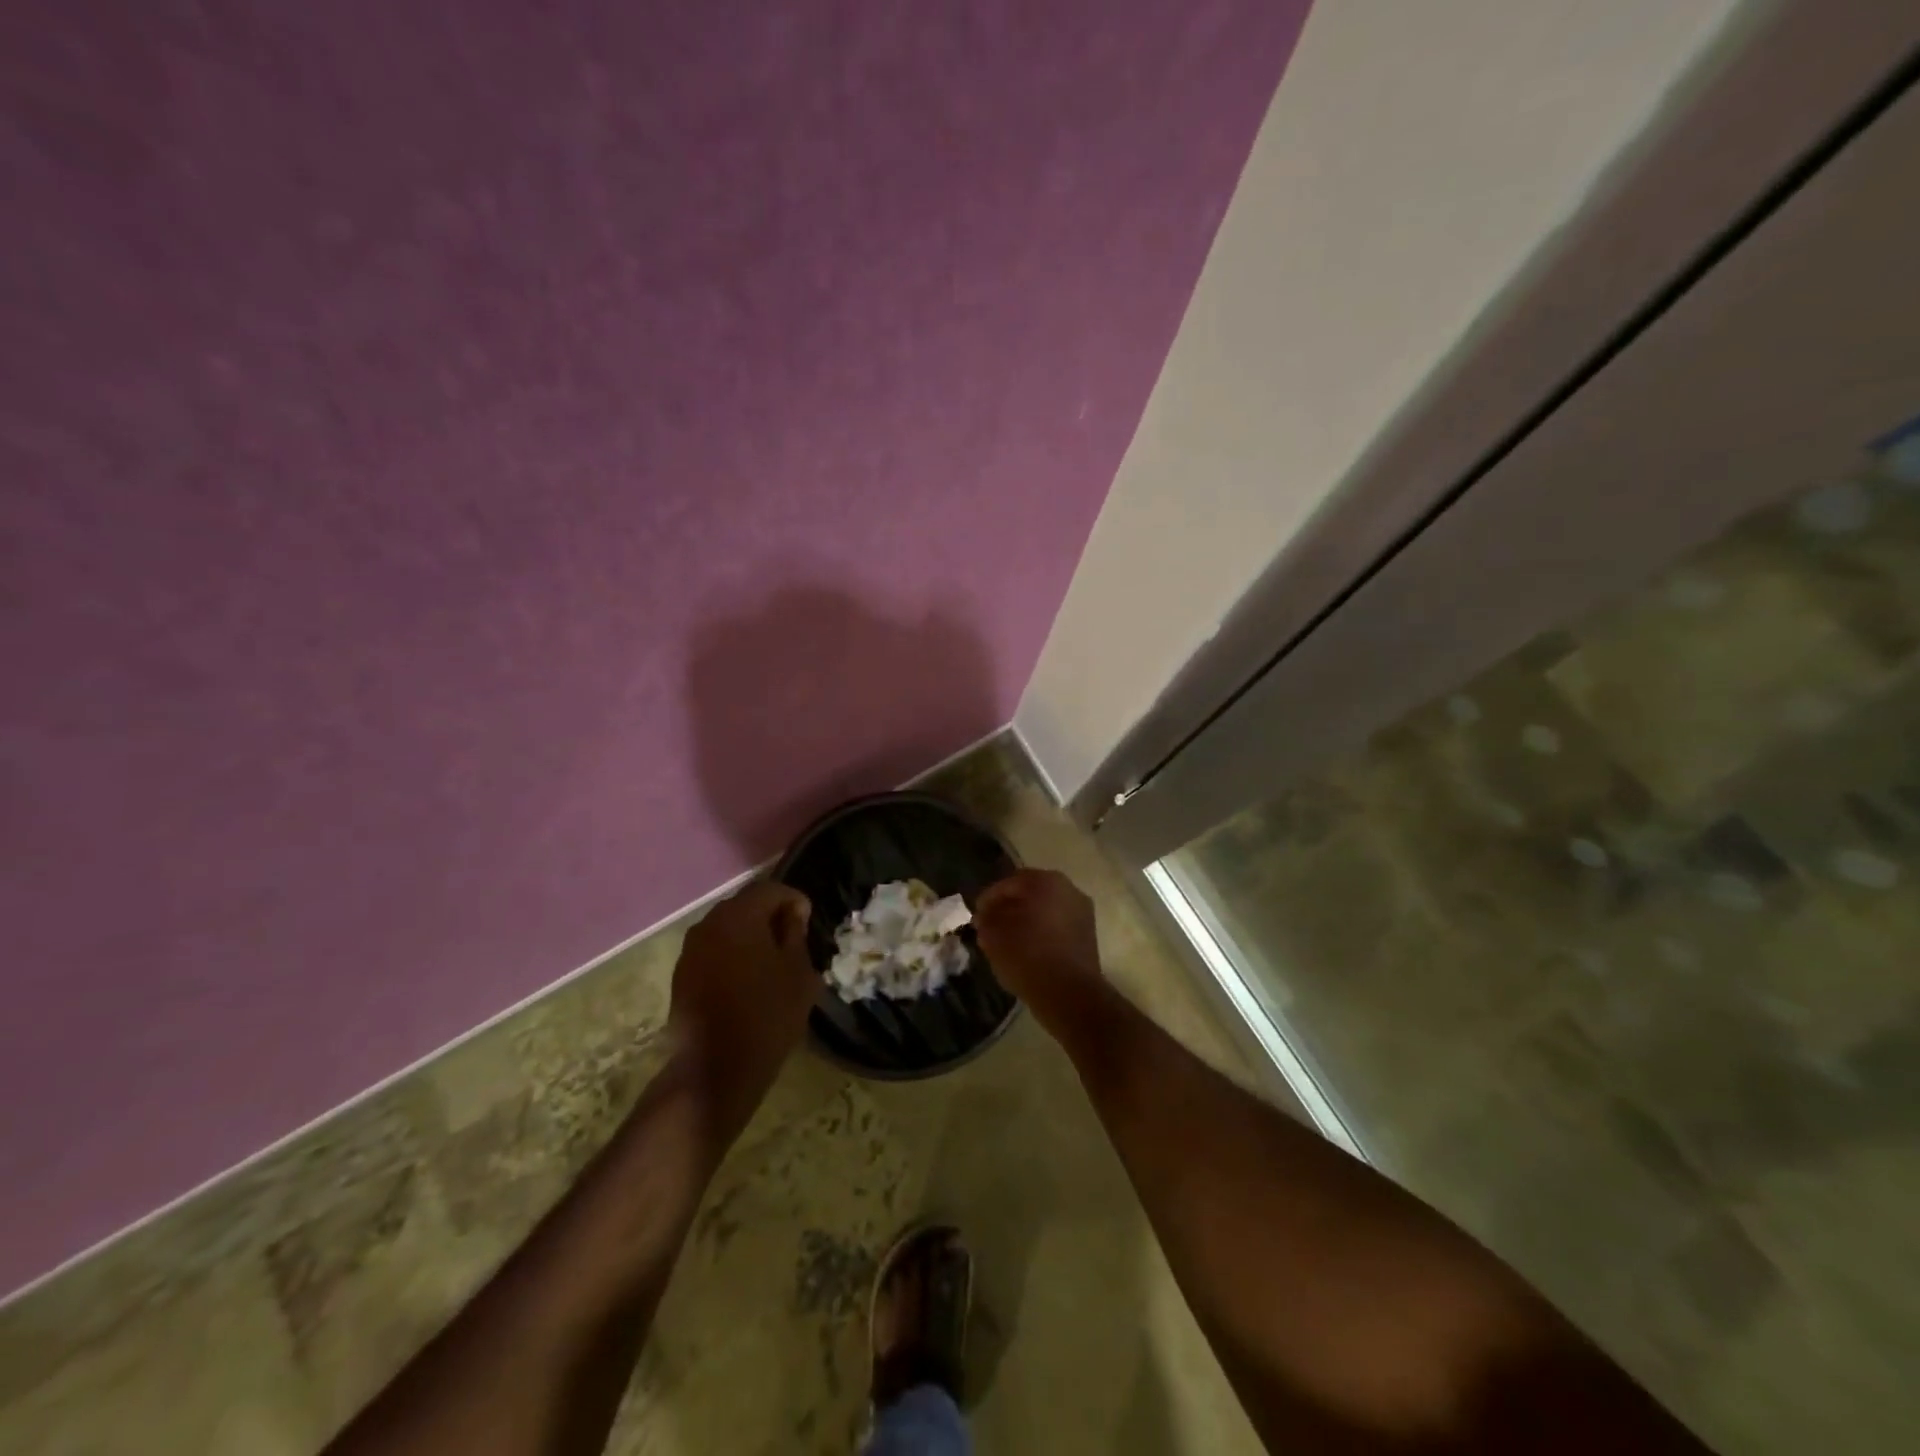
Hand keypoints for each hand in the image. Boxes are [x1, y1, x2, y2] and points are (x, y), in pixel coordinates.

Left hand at [669, 880, 816, 1096]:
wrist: (716, 1069)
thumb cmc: (768, 1015)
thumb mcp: (798, 972)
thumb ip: (795, 934)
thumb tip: (791, 914)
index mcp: (739, 916)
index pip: (770, 889)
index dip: (792, 900)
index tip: (807, 921)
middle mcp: (709, 924)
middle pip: (744, 905)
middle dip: (769, 915)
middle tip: (790, 940)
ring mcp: (690, 950)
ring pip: (726, 928)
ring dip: (748, 935)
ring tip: (769, 961)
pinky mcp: (681, 975)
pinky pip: (712, 951)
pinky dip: (731, 955)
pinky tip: (745, 980)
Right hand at [974, 868, 1102, 1022]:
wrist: (1070, 994)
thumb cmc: (1027, 956)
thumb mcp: (993, 935)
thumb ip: (986, 919)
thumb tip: (987, 915)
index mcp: (1045, 881)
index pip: (1008, 884)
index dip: (988, 899)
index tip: (977, 917)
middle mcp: (1068, 889)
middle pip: (1030, 893)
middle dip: (1009, 907)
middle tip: (991, 925)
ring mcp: (1082, 912)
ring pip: (1046, 910)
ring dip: (1027, 920)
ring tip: (1008, 940)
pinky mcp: (1089, 935)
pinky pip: (1058, 926)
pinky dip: (1042, 933)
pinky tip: (1029, 950)